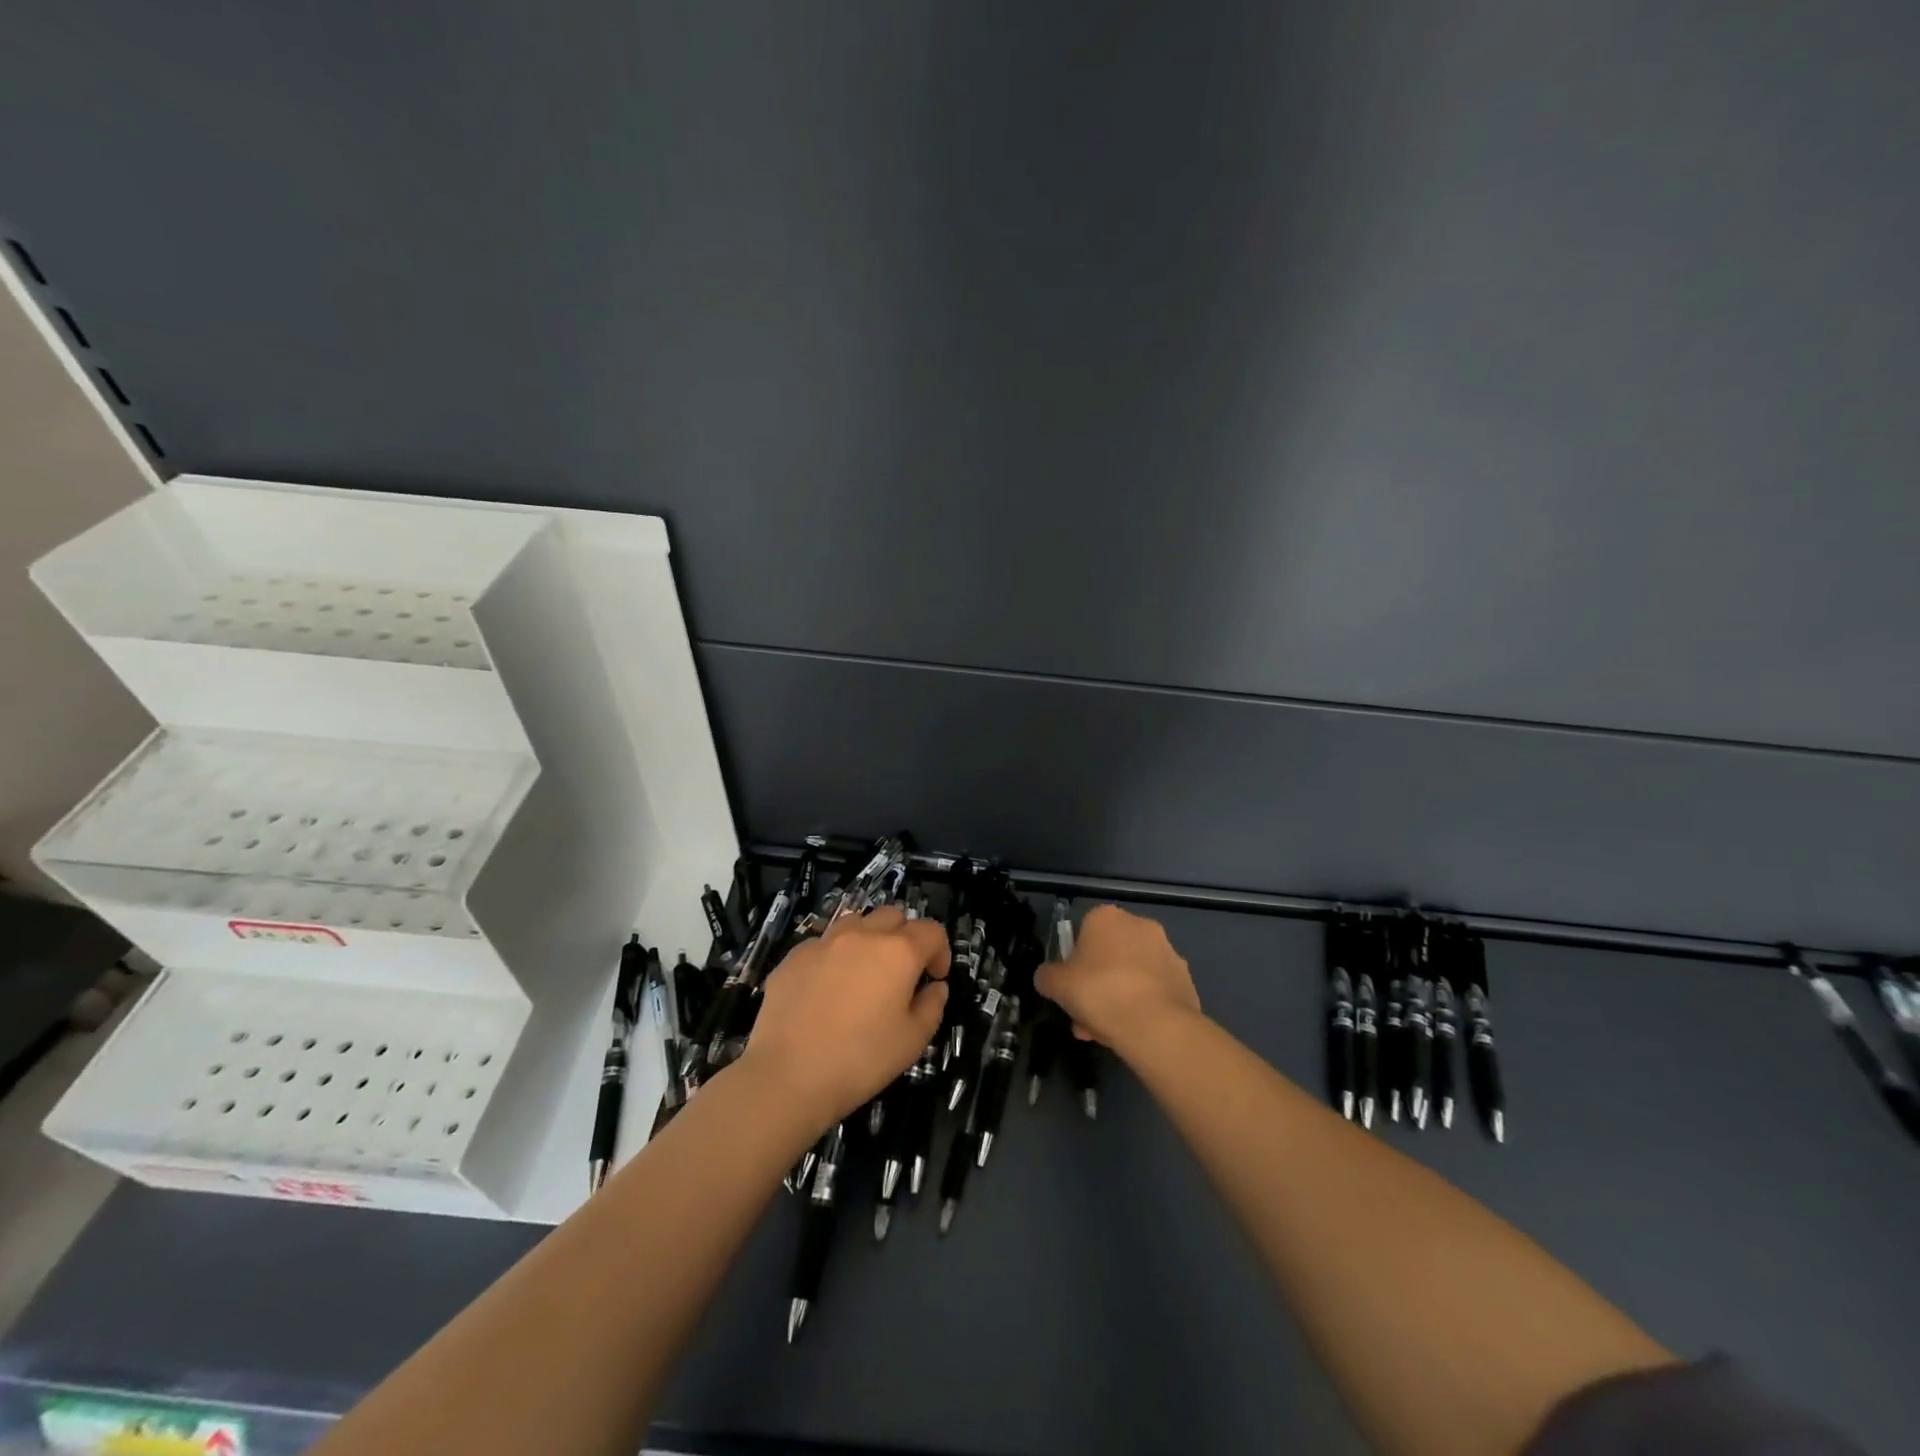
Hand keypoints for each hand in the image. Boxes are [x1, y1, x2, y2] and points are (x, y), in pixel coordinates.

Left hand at [739, 906, 949, 1133]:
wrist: (788, 1076)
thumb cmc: (860, 1060)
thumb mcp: (912, 1041)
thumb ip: (932, 1006)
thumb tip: (934, 987)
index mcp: (897, 952)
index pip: (931, 931)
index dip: (940, 951)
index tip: (934, 978)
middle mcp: (862, 935)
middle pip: (892, 916)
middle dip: (904, 937)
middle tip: (901, 973)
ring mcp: (823, 943)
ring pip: (855, 923)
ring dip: (868, 939)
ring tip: (863, 974)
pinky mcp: (793, 957)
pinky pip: (822, 945)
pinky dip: (833, 958)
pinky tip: (826, 991)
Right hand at [1034, 904, 1201, 1053]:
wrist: (1155, 1025)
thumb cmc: (1099, 992)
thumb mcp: (1056, 985)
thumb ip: (1047, 976)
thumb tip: (1047, 977)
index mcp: (1107, 917)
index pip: (1083, 933)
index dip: (1073, 964)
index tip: (1070, 990)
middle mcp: (1140, 926)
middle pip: (1109, 956)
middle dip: (1095, 986)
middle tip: (1085, 1017)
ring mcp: (1168, 952)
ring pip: (1131, 976)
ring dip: (1118, 998)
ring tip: (1107, 1034)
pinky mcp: (1185, 980)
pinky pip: (1154, 992)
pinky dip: (1143, 1007)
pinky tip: (1133, 1033)